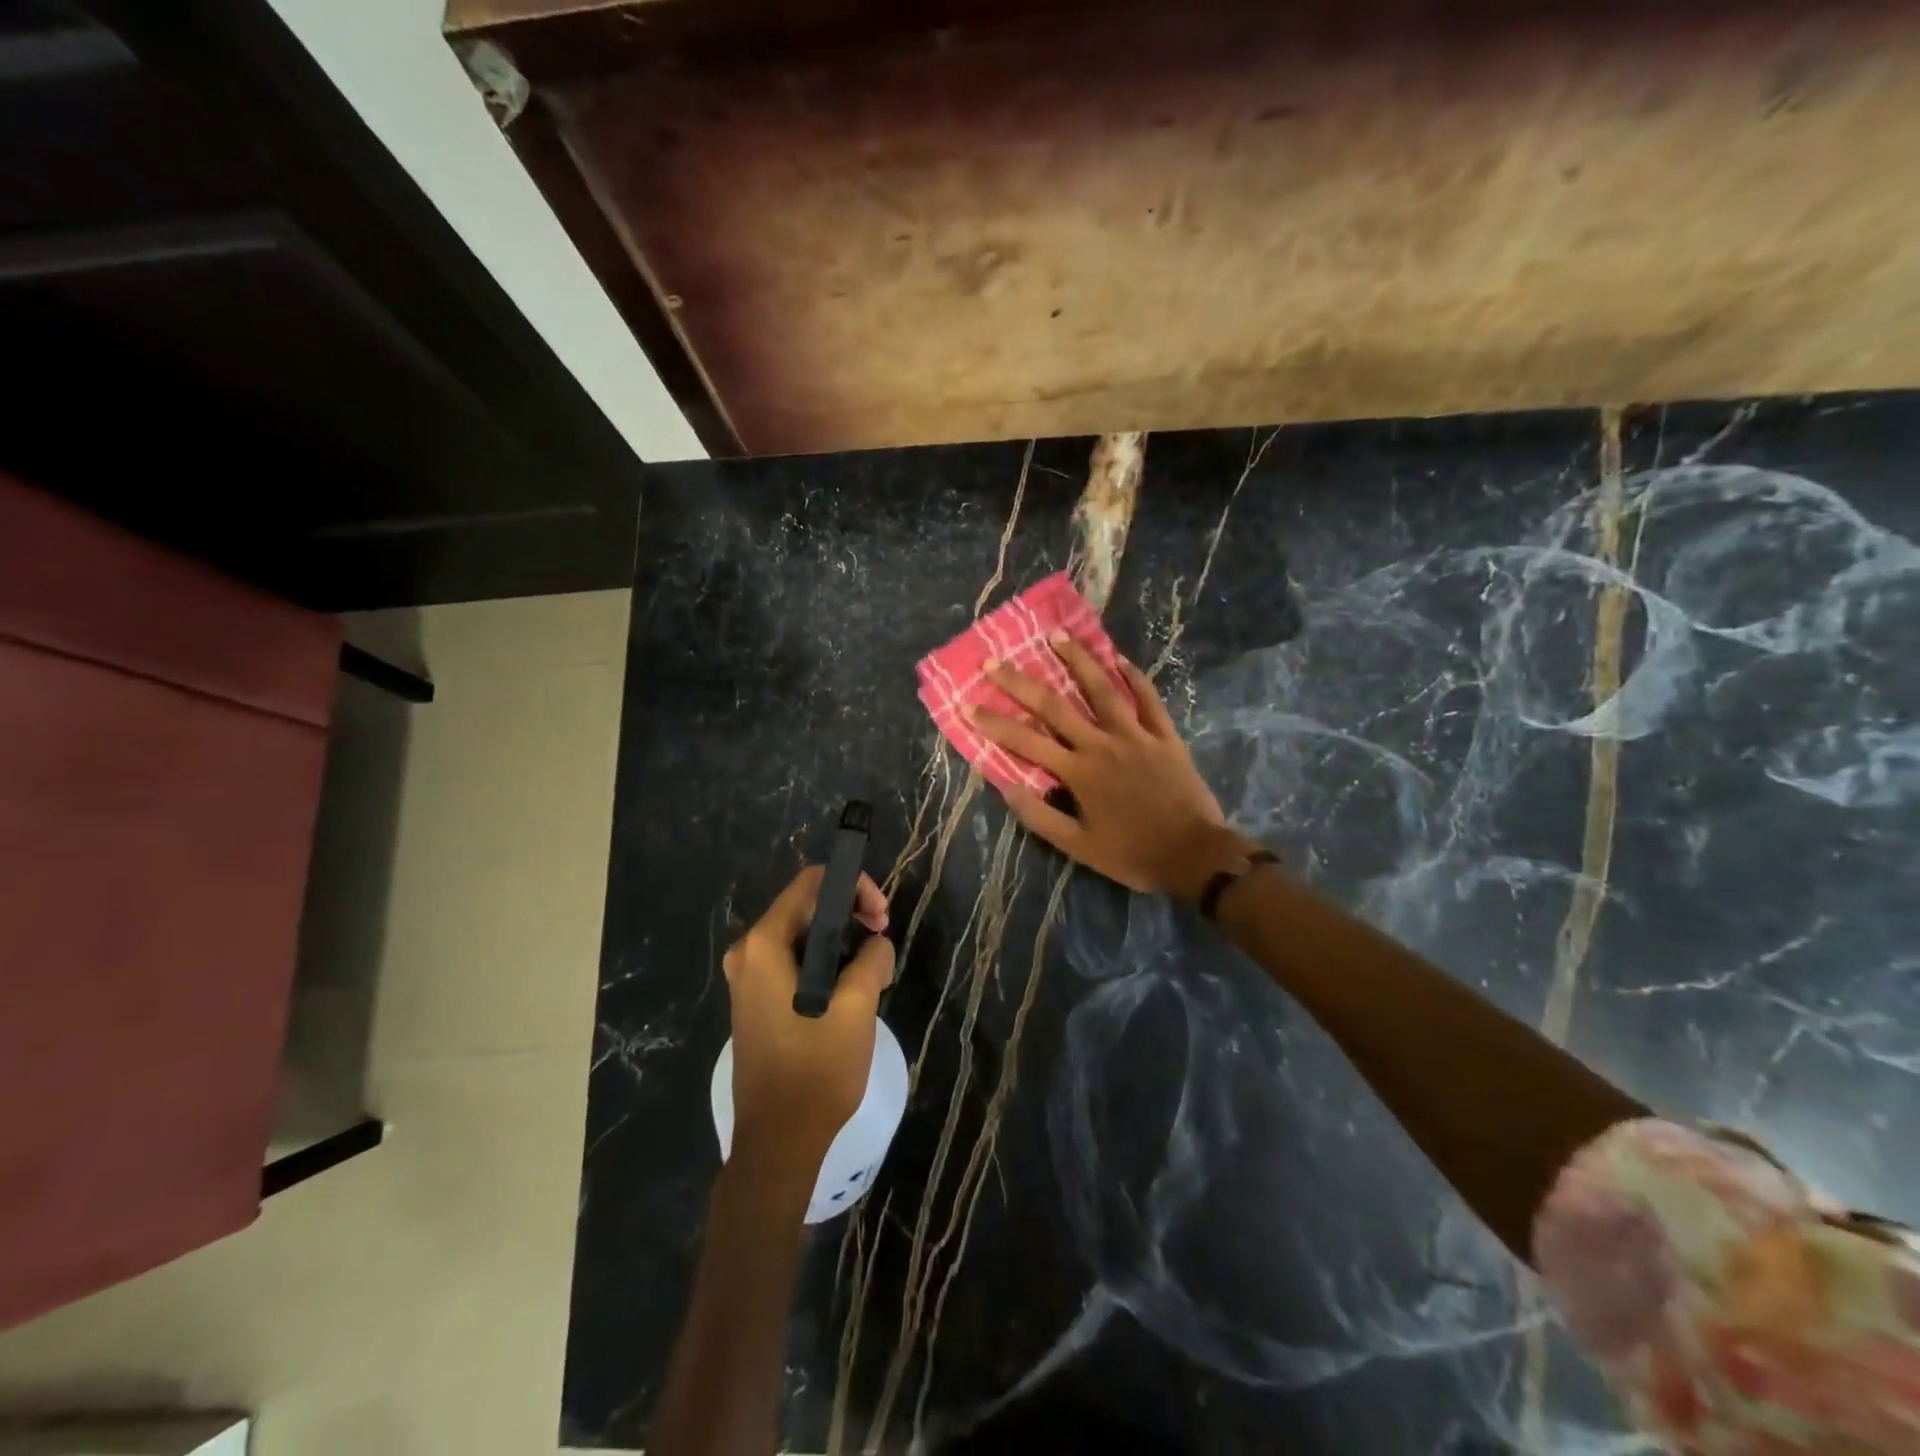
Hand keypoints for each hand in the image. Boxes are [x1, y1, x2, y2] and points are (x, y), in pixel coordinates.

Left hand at [722, 866, 894, 1159]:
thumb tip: (876, 943)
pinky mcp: (754, 1001)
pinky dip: (822, 963)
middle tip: (882, 939)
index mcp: (764, 944)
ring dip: (839, 941)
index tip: (881, 918)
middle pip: (805, 906)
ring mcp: (747, 979)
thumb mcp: (857, 1007)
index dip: (854, 887)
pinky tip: (848, 988)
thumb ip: (872, 959)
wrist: (778, 1142)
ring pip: (801, 936)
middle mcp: (747, 953)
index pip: (812, 884)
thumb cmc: (816, 1070)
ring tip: (872, 969)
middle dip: (849, 915)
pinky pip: (791, 962)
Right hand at [971, 635, 1256, 897]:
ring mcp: (1136, 735)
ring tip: (1056, 636)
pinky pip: (1149, 699)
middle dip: (1020, 683)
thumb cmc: (1133, 854)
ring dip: (1077, 660)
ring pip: (1103, 690)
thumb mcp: (1079, 847)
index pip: (1026, 742)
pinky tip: (1119, 658)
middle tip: (994, 661)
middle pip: (1055, 706)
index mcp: (1078, 772)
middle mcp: (1102, 744)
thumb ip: (1041, 816)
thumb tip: (1005, 787)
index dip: (994, 723)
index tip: (967, 704)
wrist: (1193, 855)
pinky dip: (1135, 677)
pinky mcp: (1165, 736)